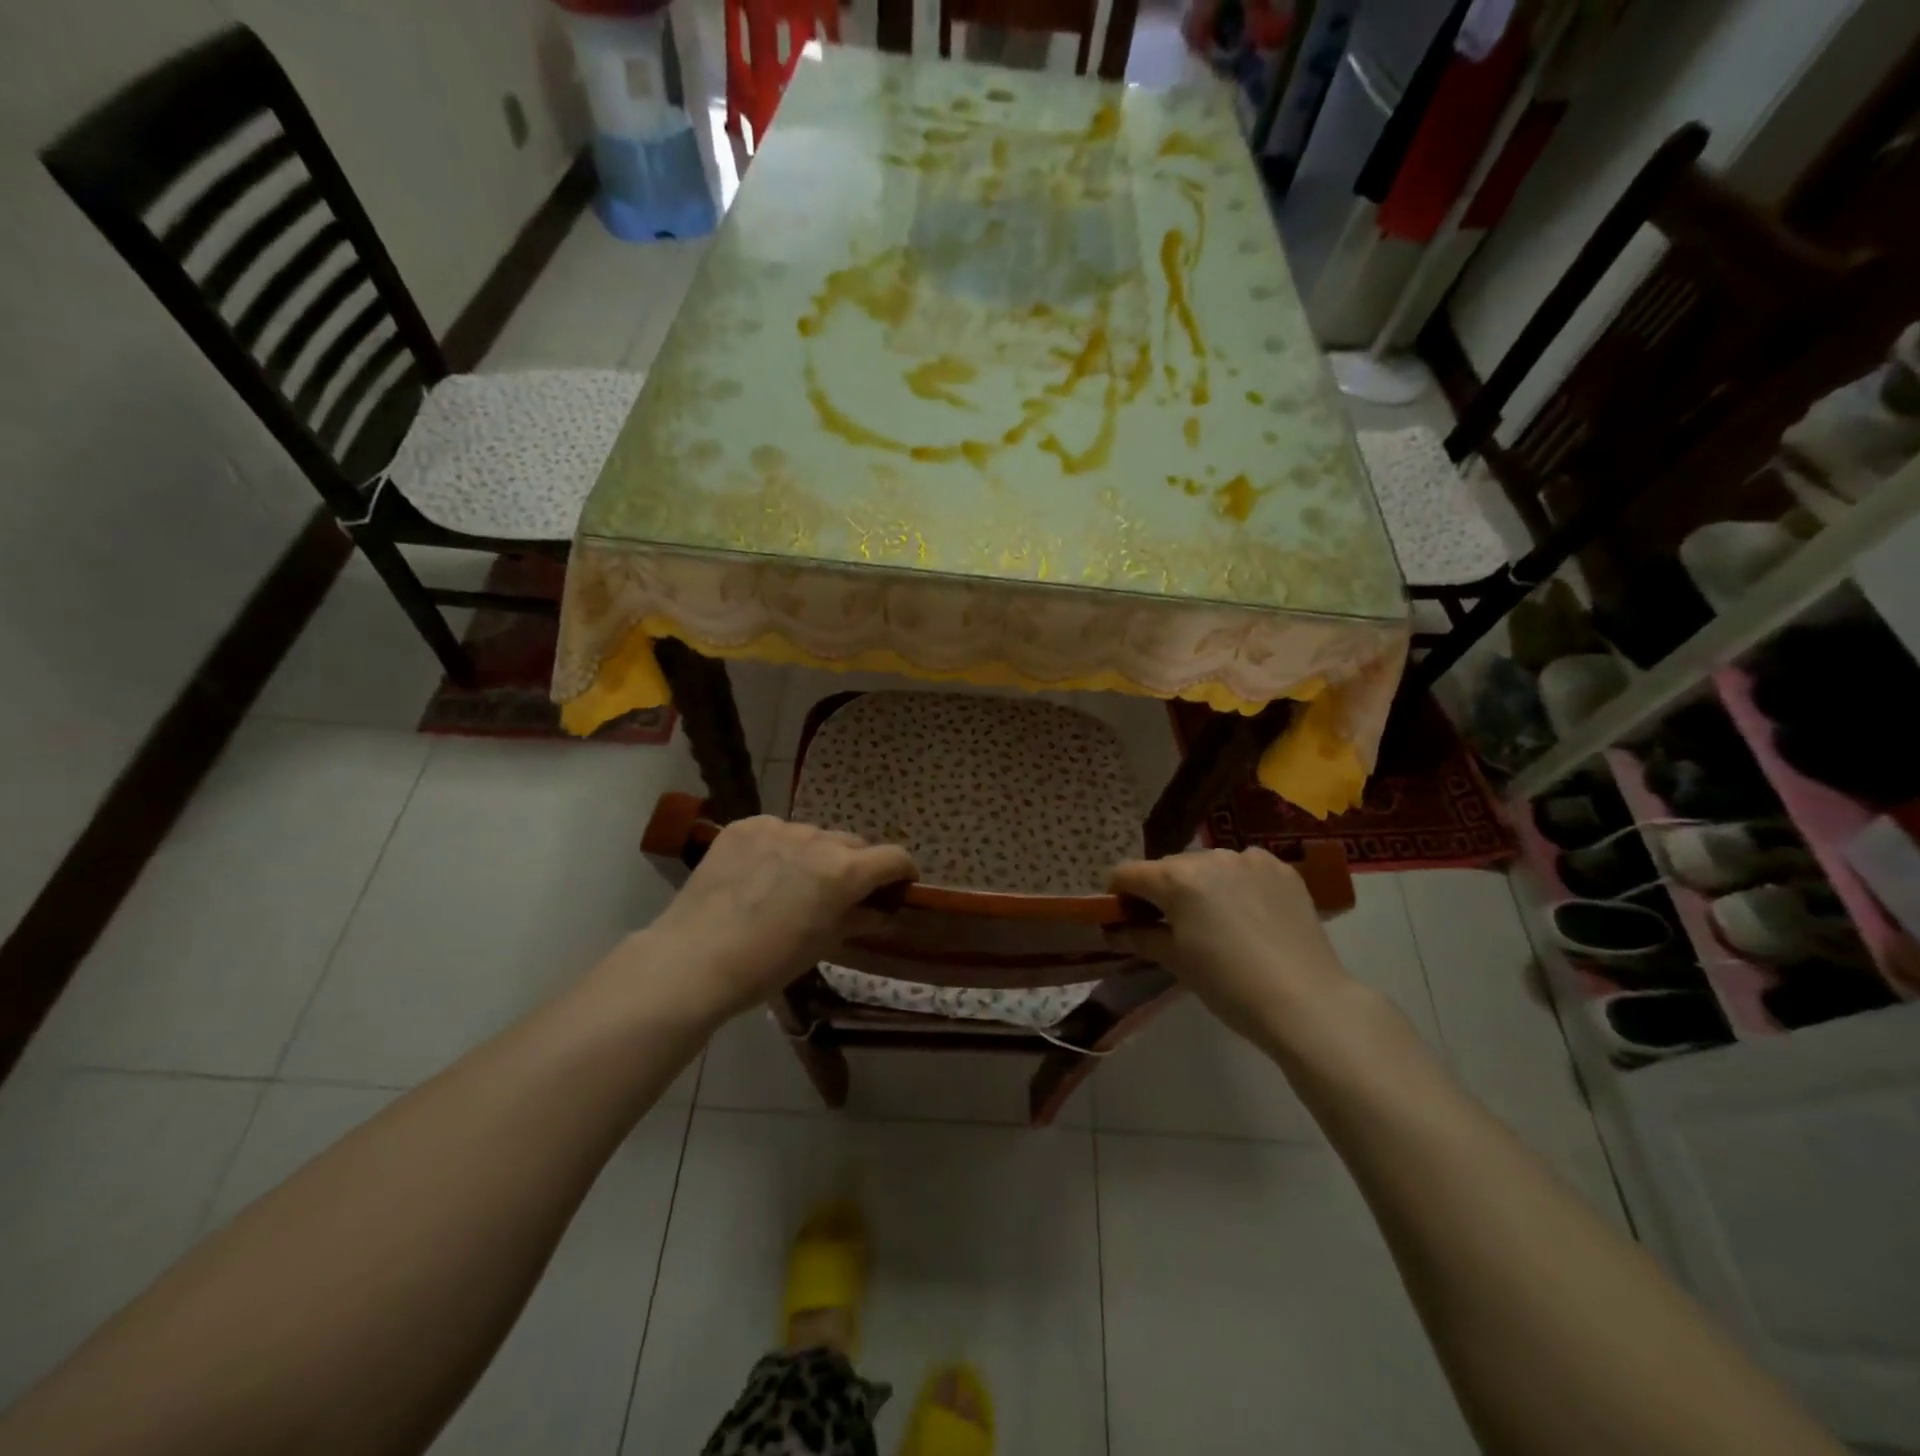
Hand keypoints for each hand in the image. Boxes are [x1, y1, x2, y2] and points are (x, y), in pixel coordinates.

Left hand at [643, 816, 917, 1023]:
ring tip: (791, 884)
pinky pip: (776, 831)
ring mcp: (778, 828)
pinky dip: (779, 848)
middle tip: (839, 893)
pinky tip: (759, 874)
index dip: (902, 872)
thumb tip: (880, 910)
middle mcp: (818, 839)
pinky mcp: (745, 826)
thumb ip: (858, 918)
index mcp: (845, 871)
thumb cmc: (768, 964)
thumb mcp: (823, 945)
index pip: (894, 857)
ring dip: (815, 854)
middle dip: (856, 865)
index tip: (897, 886)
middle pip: (853, 843)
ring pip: (813, 835)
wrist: (694, 958)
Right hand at [1107, 848, 1354, 1044]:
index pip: (1128, 873)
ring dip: (1200, 885)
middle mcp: (1210, 857)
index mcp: (1177, 878)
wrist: (1307, 1002)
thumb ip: (1139, 937)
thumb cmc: (1229, 986)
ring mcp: (1249, 859)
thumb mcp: (1176, 962)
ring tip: (1215, 921)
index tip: (1123, 917)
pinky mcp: (1281, 869)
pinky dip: (1237, 884)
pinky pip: (1244, 868)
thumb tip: (1110, 931)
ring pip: (1208, 865)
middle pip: (1168, 867)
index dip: (1118, 894)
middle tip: (1171, 926)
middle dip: (1162, 891)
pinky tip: (1249, 914)